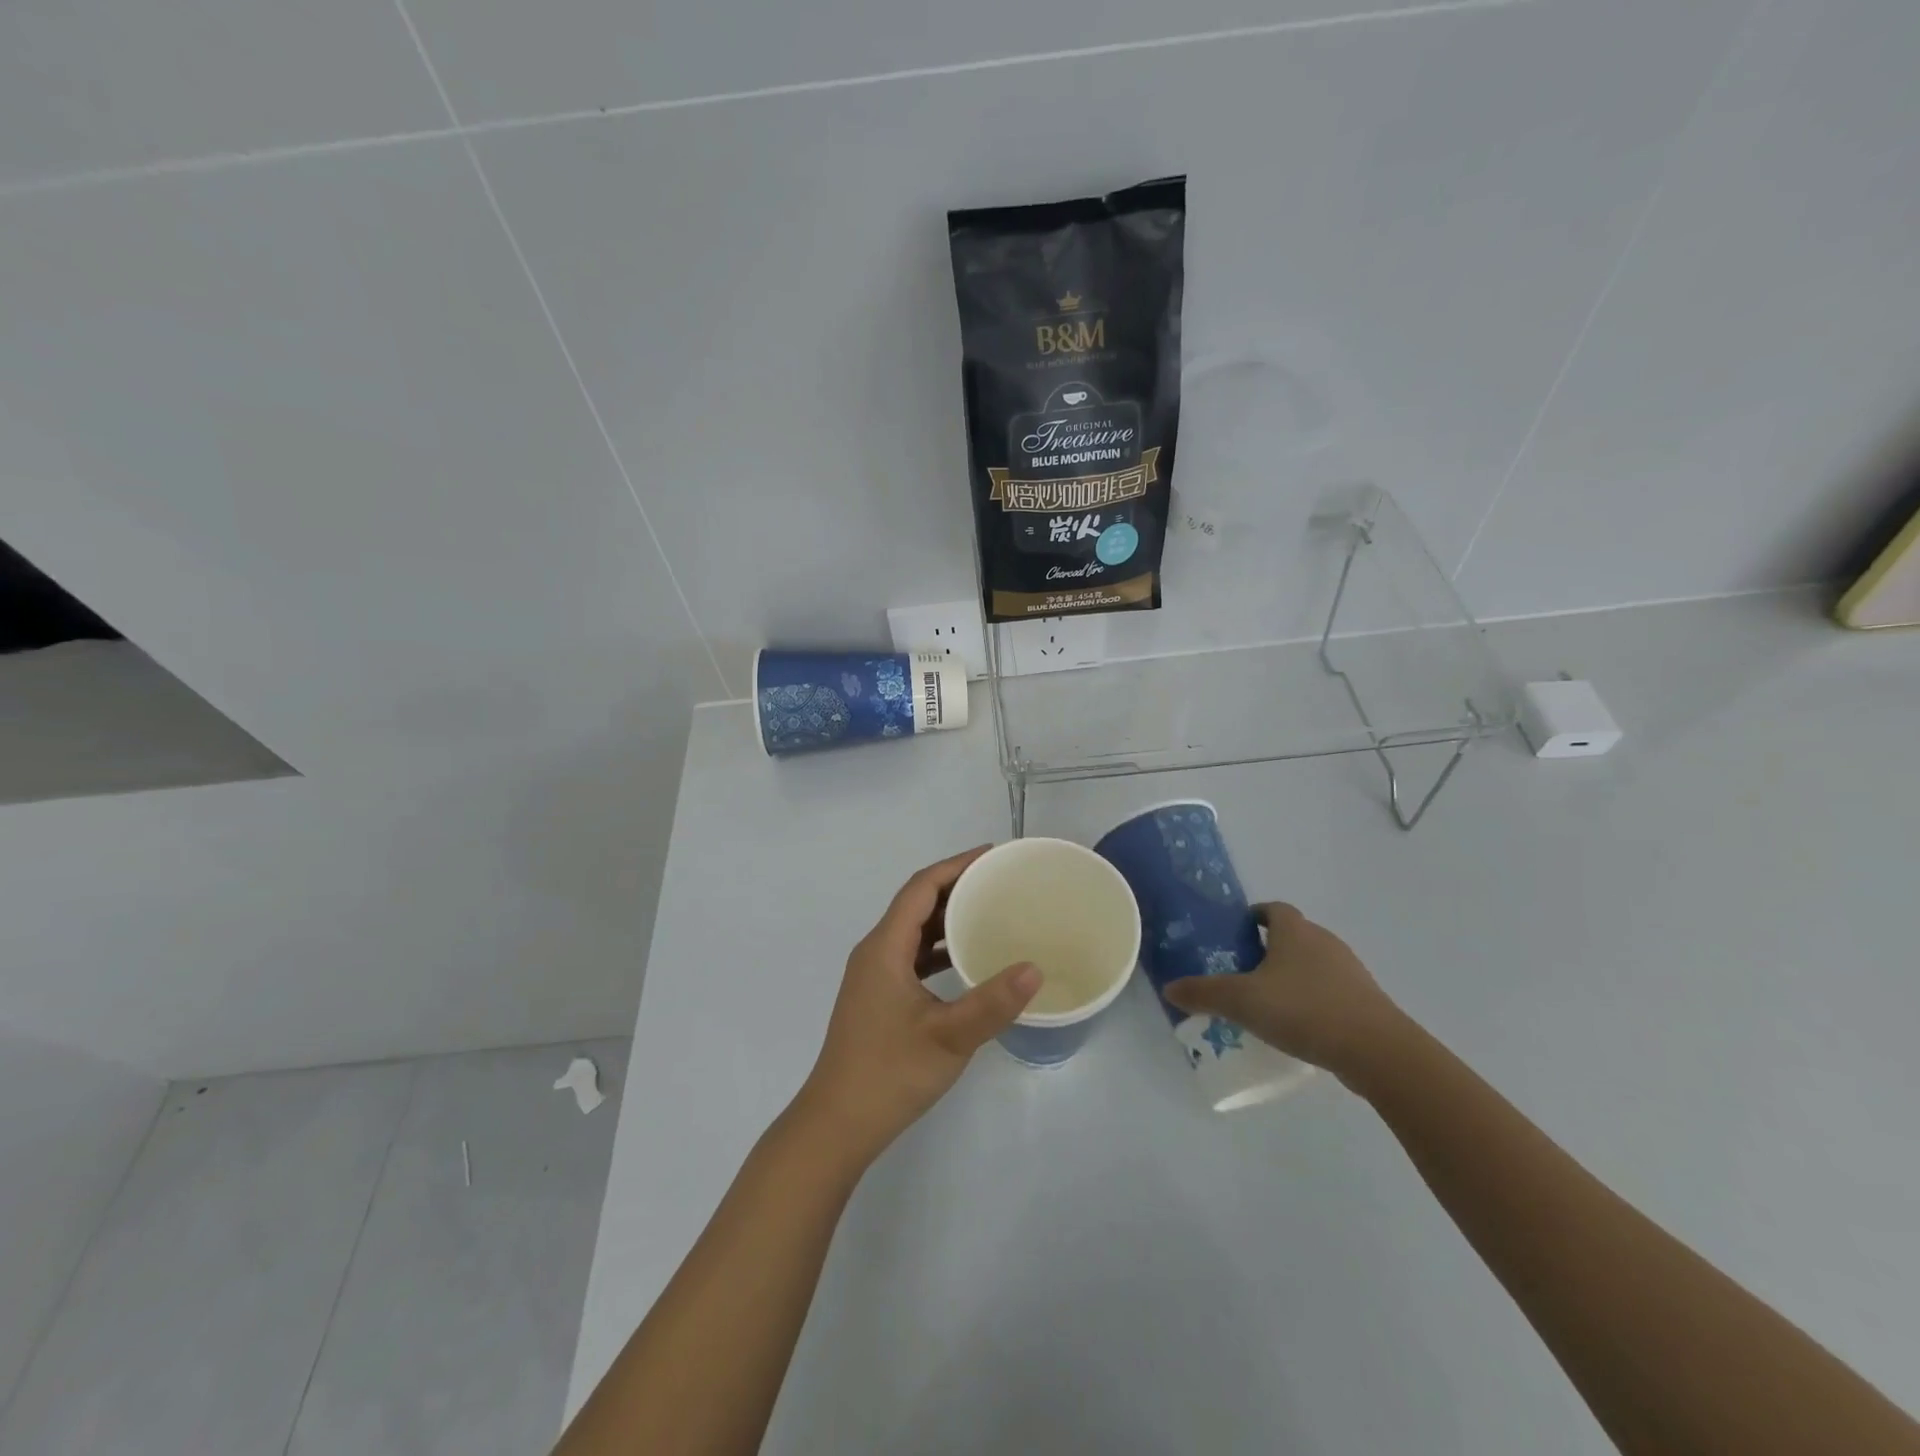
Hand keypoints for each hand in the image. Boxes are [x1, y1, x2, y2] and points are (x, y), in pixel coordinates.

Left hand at [795, 847, 1039, 1165]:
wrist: (837, 1124)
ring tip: (990, 912)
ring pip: (914, 931)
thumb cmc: (888, 1074)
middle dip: (956, 887)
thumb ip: (991, 1003)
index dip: (955, 866)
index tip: (992, 856)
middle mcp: (875, 952)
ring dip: (948, 918)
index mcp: (884, 948)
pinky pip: (912, 956)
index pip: (920, 888)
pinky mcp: (878, 998)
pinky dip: (939, 949)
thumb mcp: (947, 1038)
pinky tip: (967, 961)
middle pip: (916, 904)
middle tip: (1000, 882)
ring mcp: (874, 976)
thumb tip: (1034, 969)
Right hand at [1162, 903, 1407, 1084]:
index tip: (1236, 934)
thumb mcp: (1242, 1001)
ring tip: (1268, 1002)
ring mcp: (1350, 971)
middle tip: (1242, 972)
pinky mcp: (1365, 1001)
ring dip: (1291, 976)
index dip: (1254, 917)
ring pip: (1312, 963)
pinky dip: (1312, 1000)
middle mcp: (1324, 941)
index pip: (1273, 909)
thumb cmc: (1304, 1010)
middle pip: (1292, 935)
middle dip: (1268, 949)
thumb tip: (1170, 988)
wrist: (1377, 1051)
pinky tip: (1298, 1026)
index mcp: (1295, 931)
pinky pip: (1330, 990)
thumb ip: (1204, 993)